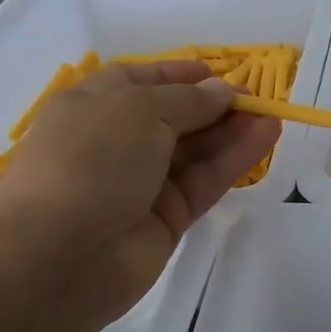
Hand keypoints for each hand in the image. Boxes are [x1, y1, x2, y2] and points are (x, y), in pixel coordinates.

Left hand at [0, 61, 278, 323]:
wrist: (58, 258)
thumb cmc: (89, 161)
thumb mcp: (138, 110)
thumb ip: (188, 100)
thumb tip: (222, 90)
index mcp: (91, 107)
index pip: (139, 81)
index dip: (178, 75)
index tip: (218, 72)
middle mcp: (115, 142)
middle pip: (174, 116)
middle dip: (213, 104)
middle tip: (257, 97)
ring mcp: (142, 182)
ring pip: (195, 150)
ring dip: (232, 130)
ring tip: (272, 115)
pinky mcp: (167, 217)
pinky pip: (206, 180)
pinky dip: (235, 159)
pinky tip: (266, 137)